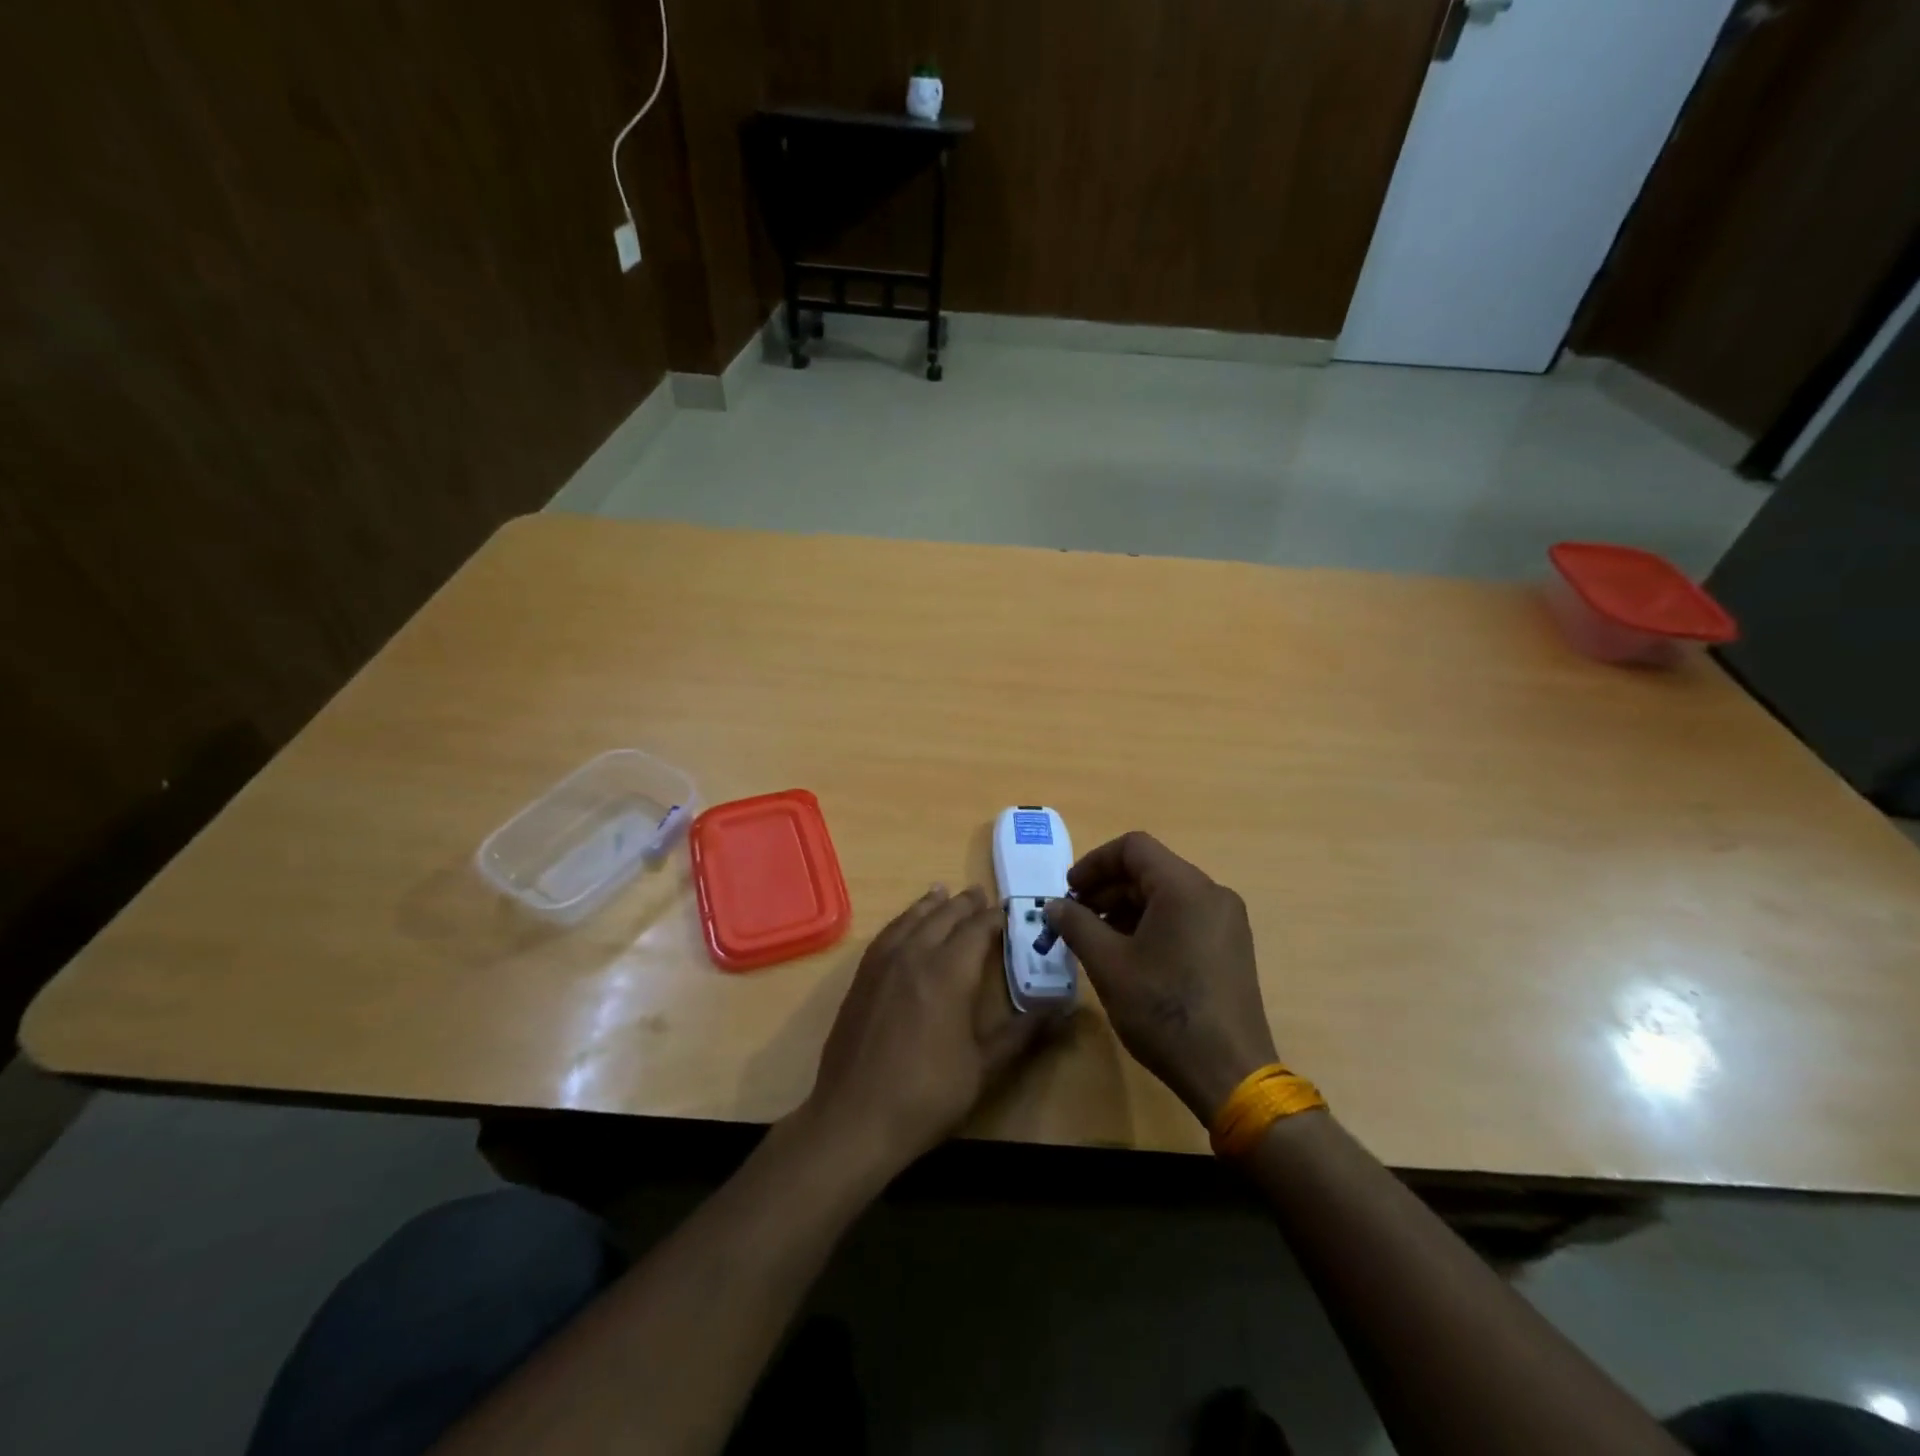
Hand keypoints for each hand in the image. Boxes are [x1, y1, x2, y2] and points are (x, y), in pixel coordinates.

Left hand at [803, 885, 1050, 1176]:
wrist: (855, 1118)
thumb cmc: (927, 1095)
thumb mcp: (983, 1068)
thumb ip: (1021, 1034)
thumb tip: (1060, 1012)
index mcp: (948, 973)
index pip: (977, 929)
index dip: (995, 918)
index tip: (1009, 911)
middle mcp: (915, 955)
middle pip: (943, 916)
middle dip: (964, 904)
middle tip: (980, 893)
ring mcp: (883, 964)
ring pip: (911, 919)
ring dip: (931, 904)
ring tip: (943, 891)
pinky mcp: (862, 977)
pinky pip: (887, 934)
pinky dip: (902, 920)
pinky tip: (905, 925)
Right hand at [1045, 832, 1277, 1123]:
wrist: (1229, 1072)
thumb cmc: (1164, 1011)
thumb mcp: (1109, 965)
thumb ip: (1077, 925)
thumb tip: (1055, 905)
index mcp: (1185, 888)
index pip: (1133, 848)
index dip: (1094, 863)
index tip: (1069, 892)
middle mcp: (1212, 894)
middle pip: (1150, 870)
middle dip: (1108, 888)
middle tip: (1076, 918)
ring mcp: (1226, 921)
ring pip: (1167, 894)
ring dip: (1127, 908)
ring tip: (1097, 940)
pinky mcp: (1231, 946)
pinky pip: (1184, 917)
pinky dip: (1152, 924)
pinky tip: (1130, 955)